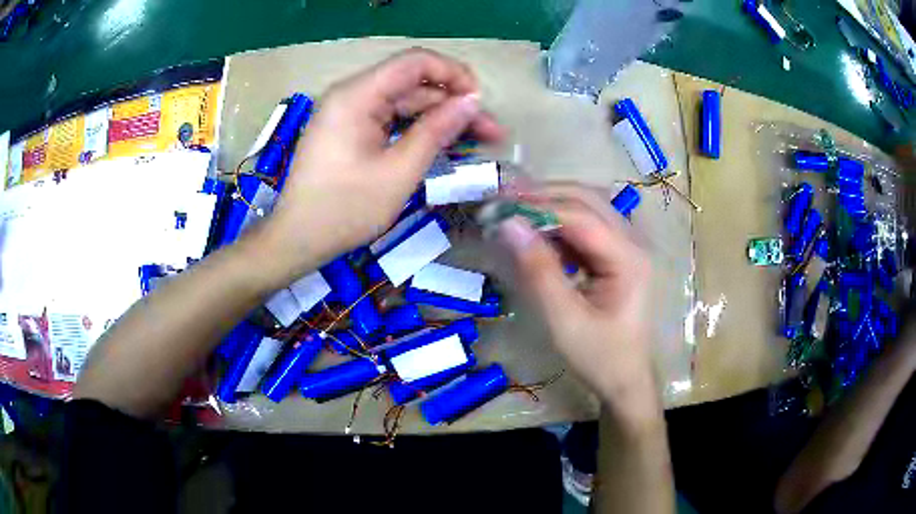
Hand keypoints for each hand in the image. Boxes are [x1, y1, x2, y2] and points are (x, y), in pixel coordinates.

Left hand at [257, 48, 503, 283]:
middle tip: (490, 133)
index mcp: (357, 96)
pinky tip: (442, 144)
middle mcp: (351, 94)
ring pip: (404, 102)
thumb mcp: (399, 172)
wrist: (297, 239)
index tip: (480, 102)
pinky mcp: (348, 130)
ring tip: (476, 142)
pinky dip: (416, 129)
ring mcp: (348, 112)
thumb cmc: (345, 210)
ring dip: (439, 118)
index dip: (454, 74)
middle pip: (412, 83)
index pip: (415, 62)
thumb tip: (471, 102)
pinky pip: (389, 119)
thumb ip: (437, 131)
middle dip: (452, 103)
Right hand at [497, 185, 659, 424]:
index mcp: (628, 258)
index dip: (537, 206)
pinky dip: (559, 222)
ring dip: (550, 204)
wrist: (625, 380)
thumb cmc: (600, 357)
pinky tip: (536, 232)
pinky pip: (587, 225)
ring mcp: (628, 245)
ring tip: (512, 211)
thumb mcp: (565, 320)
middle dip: (542, 195)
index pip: (579, 215)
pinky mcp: (618, 254)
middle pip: (587, 199)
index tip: (496, 207)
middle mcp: (633, 241)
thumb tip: (509, 225)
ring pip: (587, 206)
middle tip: (501, 202)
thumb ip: (538, 271)